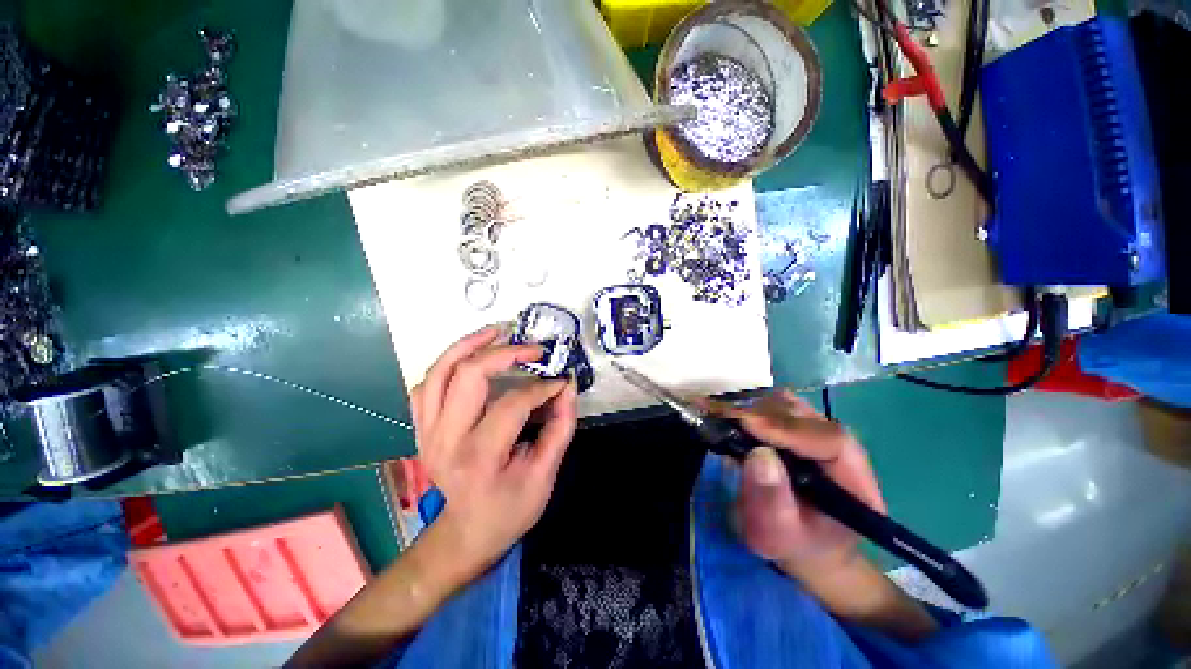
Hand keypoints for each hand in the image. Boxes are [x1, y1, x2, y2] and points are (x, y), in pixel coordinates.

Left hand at [410, 326, 577, 581]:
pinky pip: (426, 386)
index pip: (512, 404)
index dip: (541, 386)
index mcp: (480, 457)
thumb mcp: (546, 474)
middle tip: (531, 348)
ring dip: (468, 346)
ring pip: (439, 373)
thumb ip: (561, 426)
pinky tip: (469, 358)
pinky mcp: (422, 429)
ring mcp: (427, 433)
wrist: (467, 533)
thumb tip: (567, 386)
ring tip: (496, 331)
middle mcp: (446, 440)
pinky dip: (447, 365)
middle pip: (467, 377)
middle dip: (504, 353)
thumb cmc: (510, 509)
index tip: (560, 380)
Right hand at [707, 390, 885, 575]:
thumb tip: (758, 454)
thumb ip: (773, 501)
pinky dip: (749, 407)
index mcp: (853, 480)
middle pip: (805, 416)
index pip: (830, 440)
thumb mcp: (781, 535)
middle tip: (721, 414)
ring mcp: (817, 433)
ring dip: (752, 407)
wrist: (804, 543)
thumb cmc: (795, 544)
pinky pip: (774, 408)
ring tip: (720, 412)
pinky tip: (727, 413)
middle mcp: (839, 447)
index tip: (747, 424)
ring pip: (788, 406)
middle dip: (761, 413)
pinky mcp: (797, 428)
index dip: (788, 429)